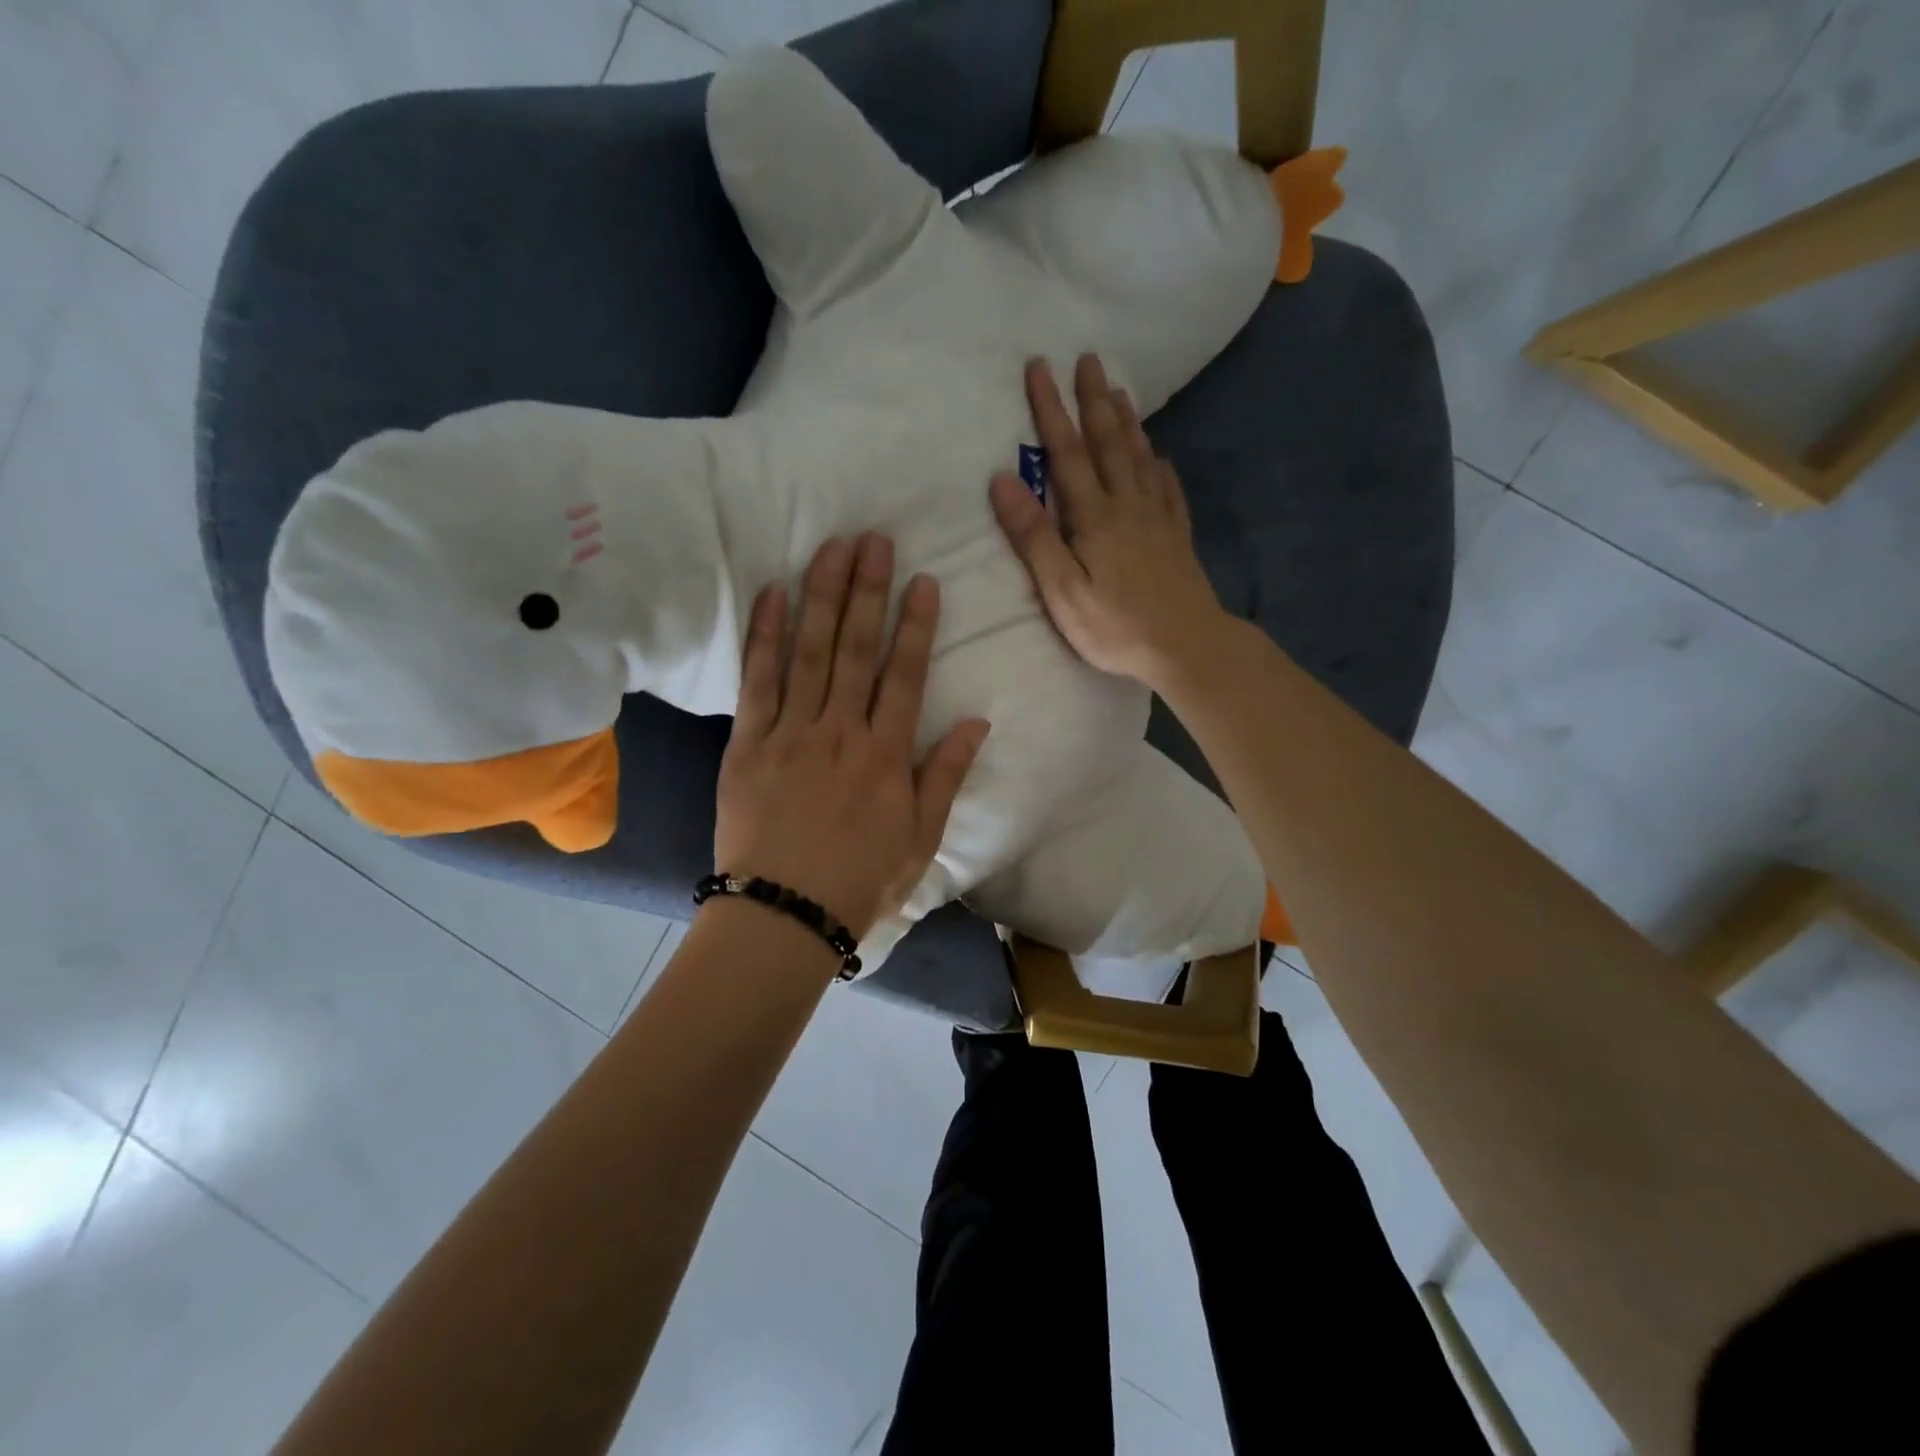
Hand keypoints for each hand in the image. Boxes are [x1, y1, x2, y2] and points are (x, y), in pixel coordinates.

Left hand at [714, 534, 989, 941]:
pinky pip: (757, 681)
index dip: (915, 625)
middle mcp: (841, 731)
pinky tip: (773, 594)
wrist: (784, 914)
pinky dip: (765, 636)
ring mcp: (791, 733)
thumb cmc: (860, 881)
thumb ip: (945, 775)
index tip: (921, 581)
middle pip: (856, 649)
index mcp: (885, 754)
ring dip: (821, 596)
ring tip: (830, 548)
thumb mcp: (921, 838)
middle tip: (872, 540)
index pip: (905, 675)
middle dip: (867, 591)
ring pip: (809, 652)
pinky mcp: (748, 743)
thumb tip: (977, 722)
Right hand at [990, 353, 1228, 692]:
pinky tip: (1159, 455)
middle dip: (1094, 399)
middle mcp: (1127, 504)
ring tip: (1118, 390)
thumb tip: (1003, 479)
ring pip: (1140, 456)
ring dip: (1127, 420)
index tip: (1040, 367)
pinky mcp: (1177, 535)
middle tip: (1087, 358)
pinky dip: (1160, 464)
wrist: (1186, 646)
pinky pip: (1168, 487)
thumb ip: (1033, 536)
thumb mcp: (1061, 590)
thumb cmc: (1115, 625)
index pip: (1067, 452)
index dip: (1051, 408)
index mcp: (1094, 516)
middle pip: (1109, 441)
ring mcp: (1157, 517)